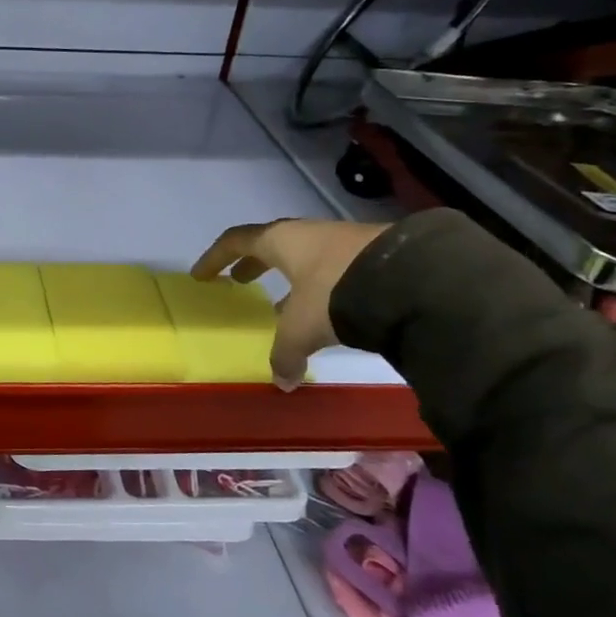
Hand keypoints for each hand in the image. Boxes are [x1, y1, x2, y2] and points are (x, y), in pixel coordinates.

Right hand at [191, 218, 388, 389]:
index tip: (202, 275)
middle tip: (241, 281)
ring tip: (284, 304)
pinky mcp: (375, 252)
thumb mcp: (303, 328)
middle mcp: (308, 233)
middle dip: (253, 264)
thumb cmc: (336, 293)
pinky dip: (322, 284)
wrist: (413, 278)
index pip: (236, 241)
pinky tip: (329, 308)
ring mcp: (344, 240)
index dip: (215, 258)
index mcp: (280, 241)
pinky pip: (335, 266)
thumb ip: (286, 353)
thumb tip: (283, 382)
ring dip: (291, 277)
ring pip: (306, 256)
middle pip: (271, 244)